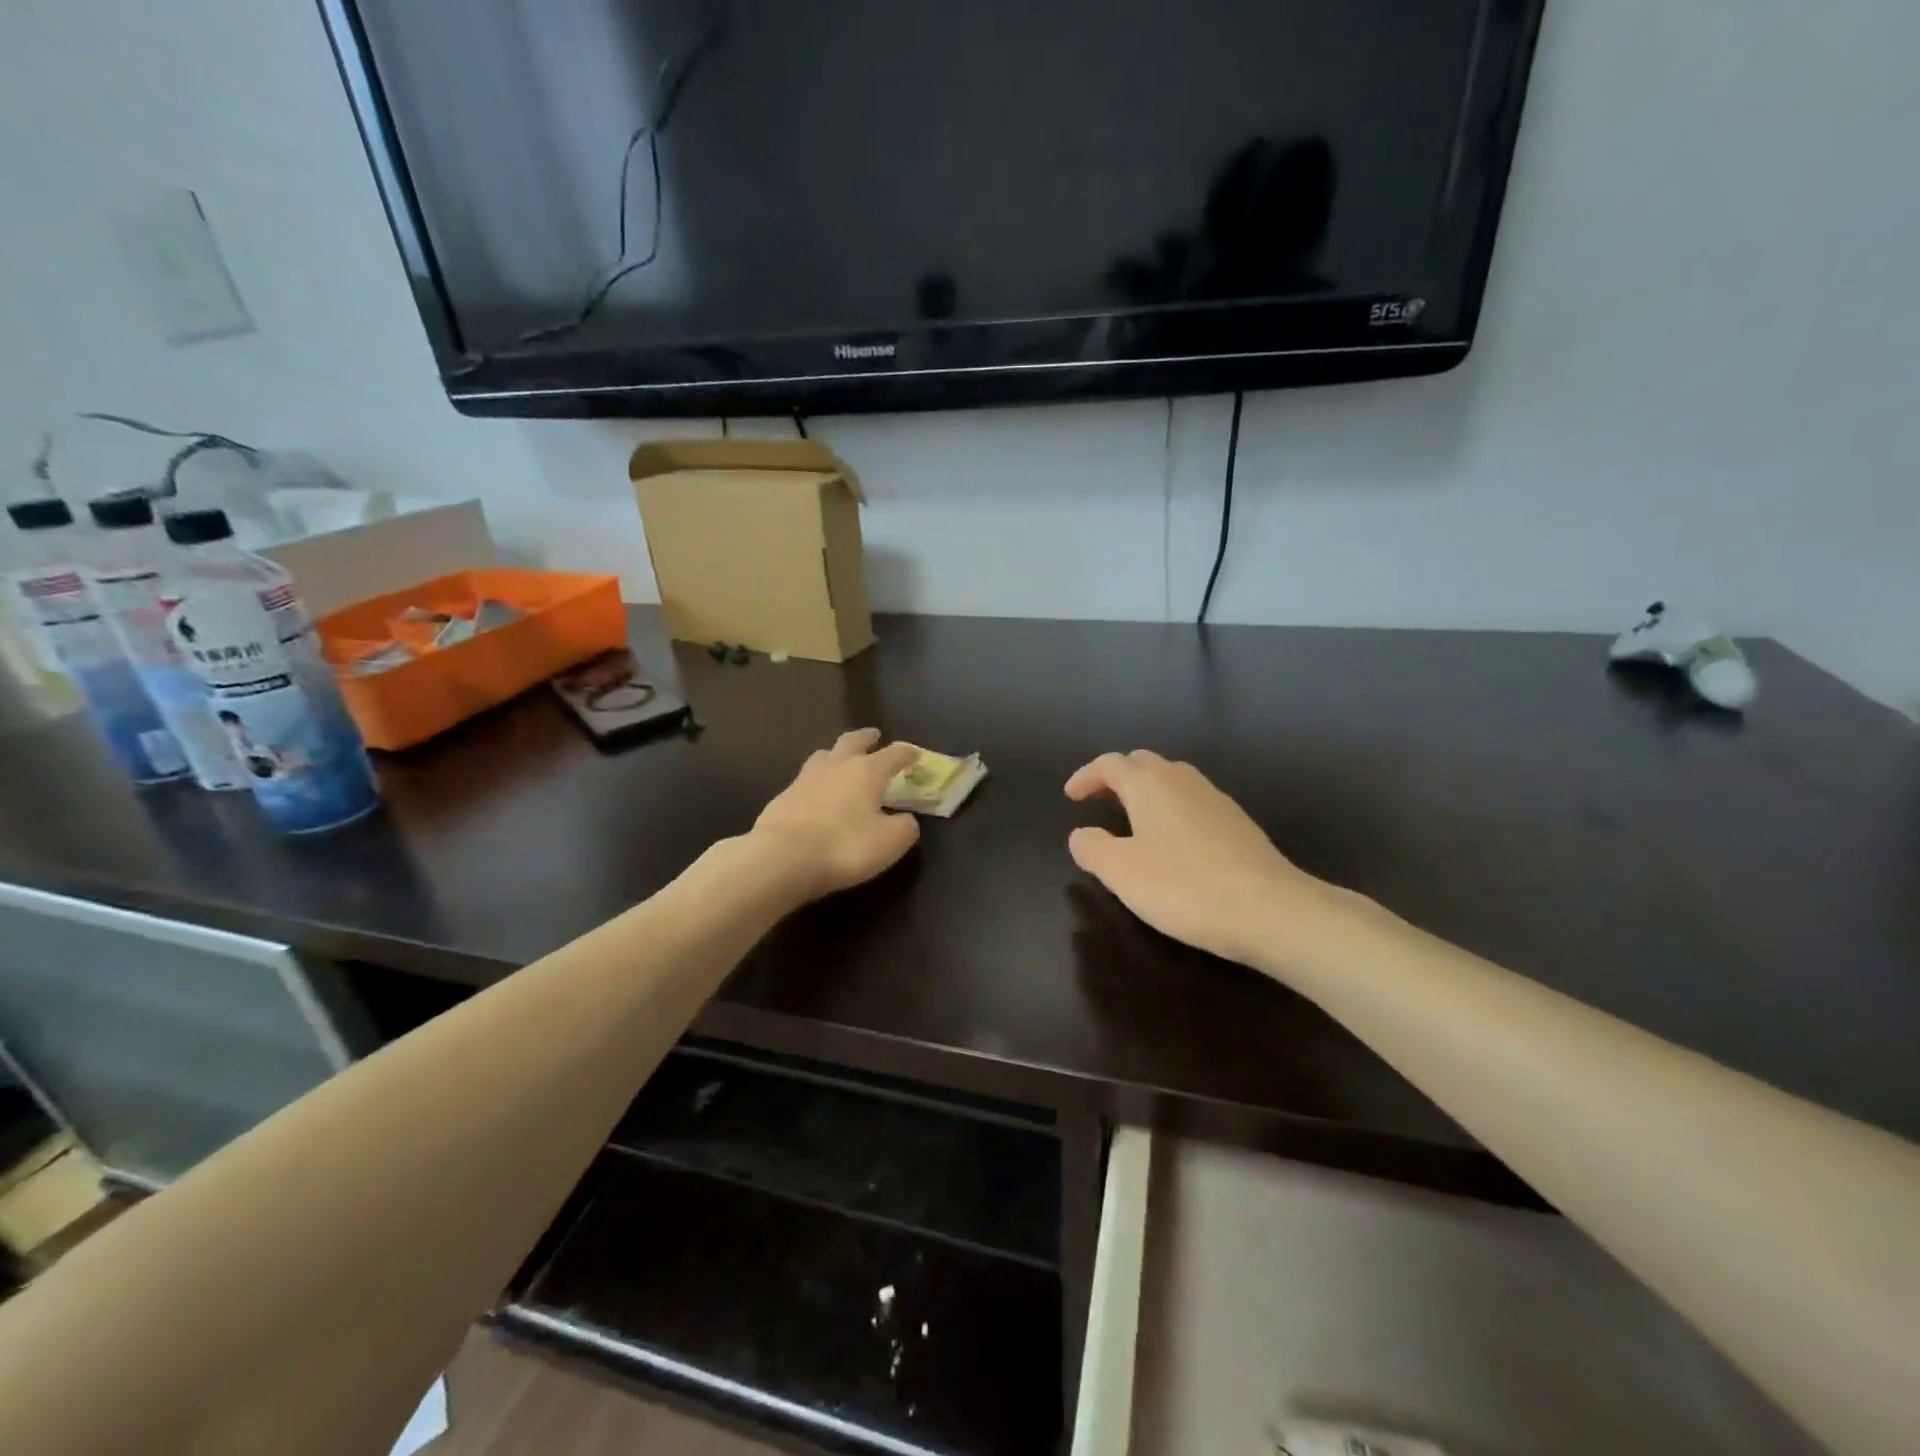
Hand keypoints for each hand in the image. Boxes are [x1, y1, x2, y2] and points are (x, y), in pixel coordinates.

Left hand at [751, 729, 921, 901]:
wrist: (783, 857)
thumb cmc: (845, 846)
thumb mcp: (890, 842)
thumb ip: (905, 827)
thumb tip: (905, 820)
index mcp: (867, 771)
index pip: (893, 754)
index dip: (907, 754)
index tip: (915, 755)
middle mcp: (836, 766)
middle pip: (852, 741)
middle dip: (866, 738)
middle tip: (874, 736)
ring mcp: (805, 779)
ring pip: (824, 756)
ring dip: (836, 755)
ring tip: (841, 761)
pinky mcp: (783, 797)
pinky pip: (805, 781)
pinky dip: (817, 783)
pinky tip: (817, 796)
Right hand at [1065, 750, 1361, 969]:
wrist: (1272, 910)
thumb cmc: (1185, 887)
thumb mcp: (1122, 872)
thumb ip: (1093, 848)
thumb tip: (1081, 834)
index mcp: (1150, 784)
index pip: (1110, 764)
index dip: (1086, 776)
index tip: (1070, 797)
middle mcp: (1183, 780)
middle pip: (1143, 763)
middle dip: (1116, 777)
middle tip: (1098, 802)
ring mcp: (1216, 799)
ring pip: (1172, 780)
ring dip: (1146, 792)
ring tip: (1132, 820)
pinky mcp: (1238, 823)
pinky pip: (1193, 802)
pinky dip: (1171, 809)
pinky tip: (1173, 842)